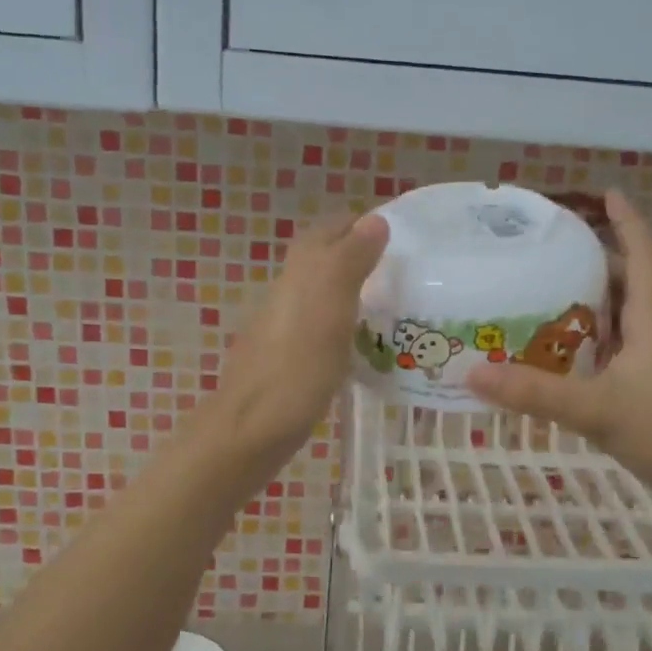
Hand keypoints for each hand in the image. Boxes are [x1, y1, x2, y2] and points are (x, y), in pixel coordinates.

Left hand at [215, 211, 388, 459]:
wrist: (251, 430)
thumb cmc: (297, 368)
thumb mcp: (330, 307)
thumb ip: (350, 261)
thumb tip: (374, 220)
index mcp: (300, 272)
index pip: (330, 229)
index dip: (361, 226)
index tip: (400, 237)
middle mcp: (288, 291)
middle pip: (324, 259)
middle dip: (359, 255)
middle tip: (401, 271)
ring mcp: (285, 326)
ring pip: (322, 293)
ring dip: (353, 290)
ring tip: (392, 305)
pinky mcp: (288, 358)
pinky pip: (321, 326)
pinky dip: (345, 324)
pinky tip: (364, 344)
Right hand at [464, 190, 651, 505]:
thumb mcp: (597, 410)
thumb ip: (536, 394)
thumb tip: (474, 372)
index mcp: (651, 318)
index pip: (641, 255)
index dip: (626, 221)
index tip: (605, 193)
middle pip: (626, 282)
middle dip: (593, 261)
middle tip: (548, 252)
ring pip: (621, 317)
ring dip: (590, 303)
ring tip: (543, 296)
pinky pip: (617, 347)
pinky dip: (591, 340)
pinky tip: (563, 355)